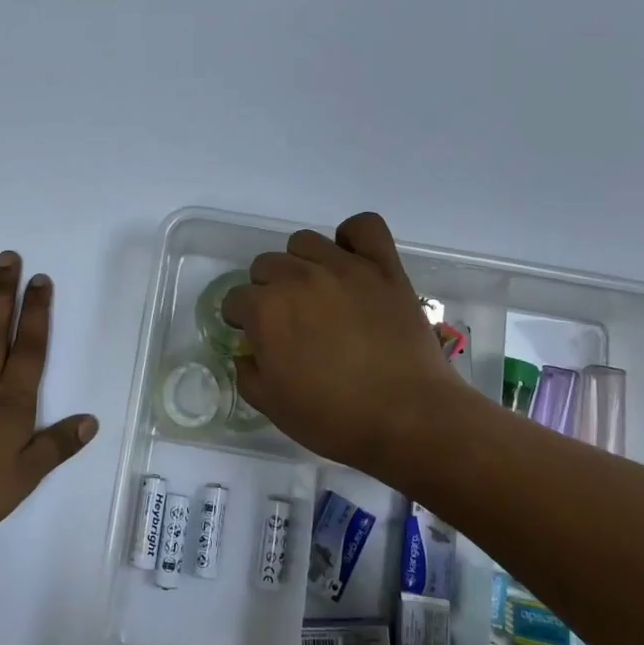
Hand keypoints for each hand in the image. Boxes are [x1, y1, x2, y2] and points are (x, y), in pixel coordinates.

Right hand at [224, 212, 480, 473]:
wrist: (408, 418)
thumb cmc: (334, 418)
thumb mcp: (272, 407)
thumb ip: (247, 373)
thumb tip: (247, 353)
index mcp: (265, 311)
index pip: (235, 299)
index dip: (240, 320)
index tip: (254, 336)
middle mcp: (297, 277)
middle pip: (265, 265)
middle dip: (267, 290)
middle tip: (287, 319)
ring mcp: (343, 267)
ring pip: (304, 241)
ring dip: (301, 263)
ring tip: (316, 290)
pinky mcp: (383, 266)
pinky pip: (364, 226)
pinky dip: (353, 237)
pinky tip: (351, 260)